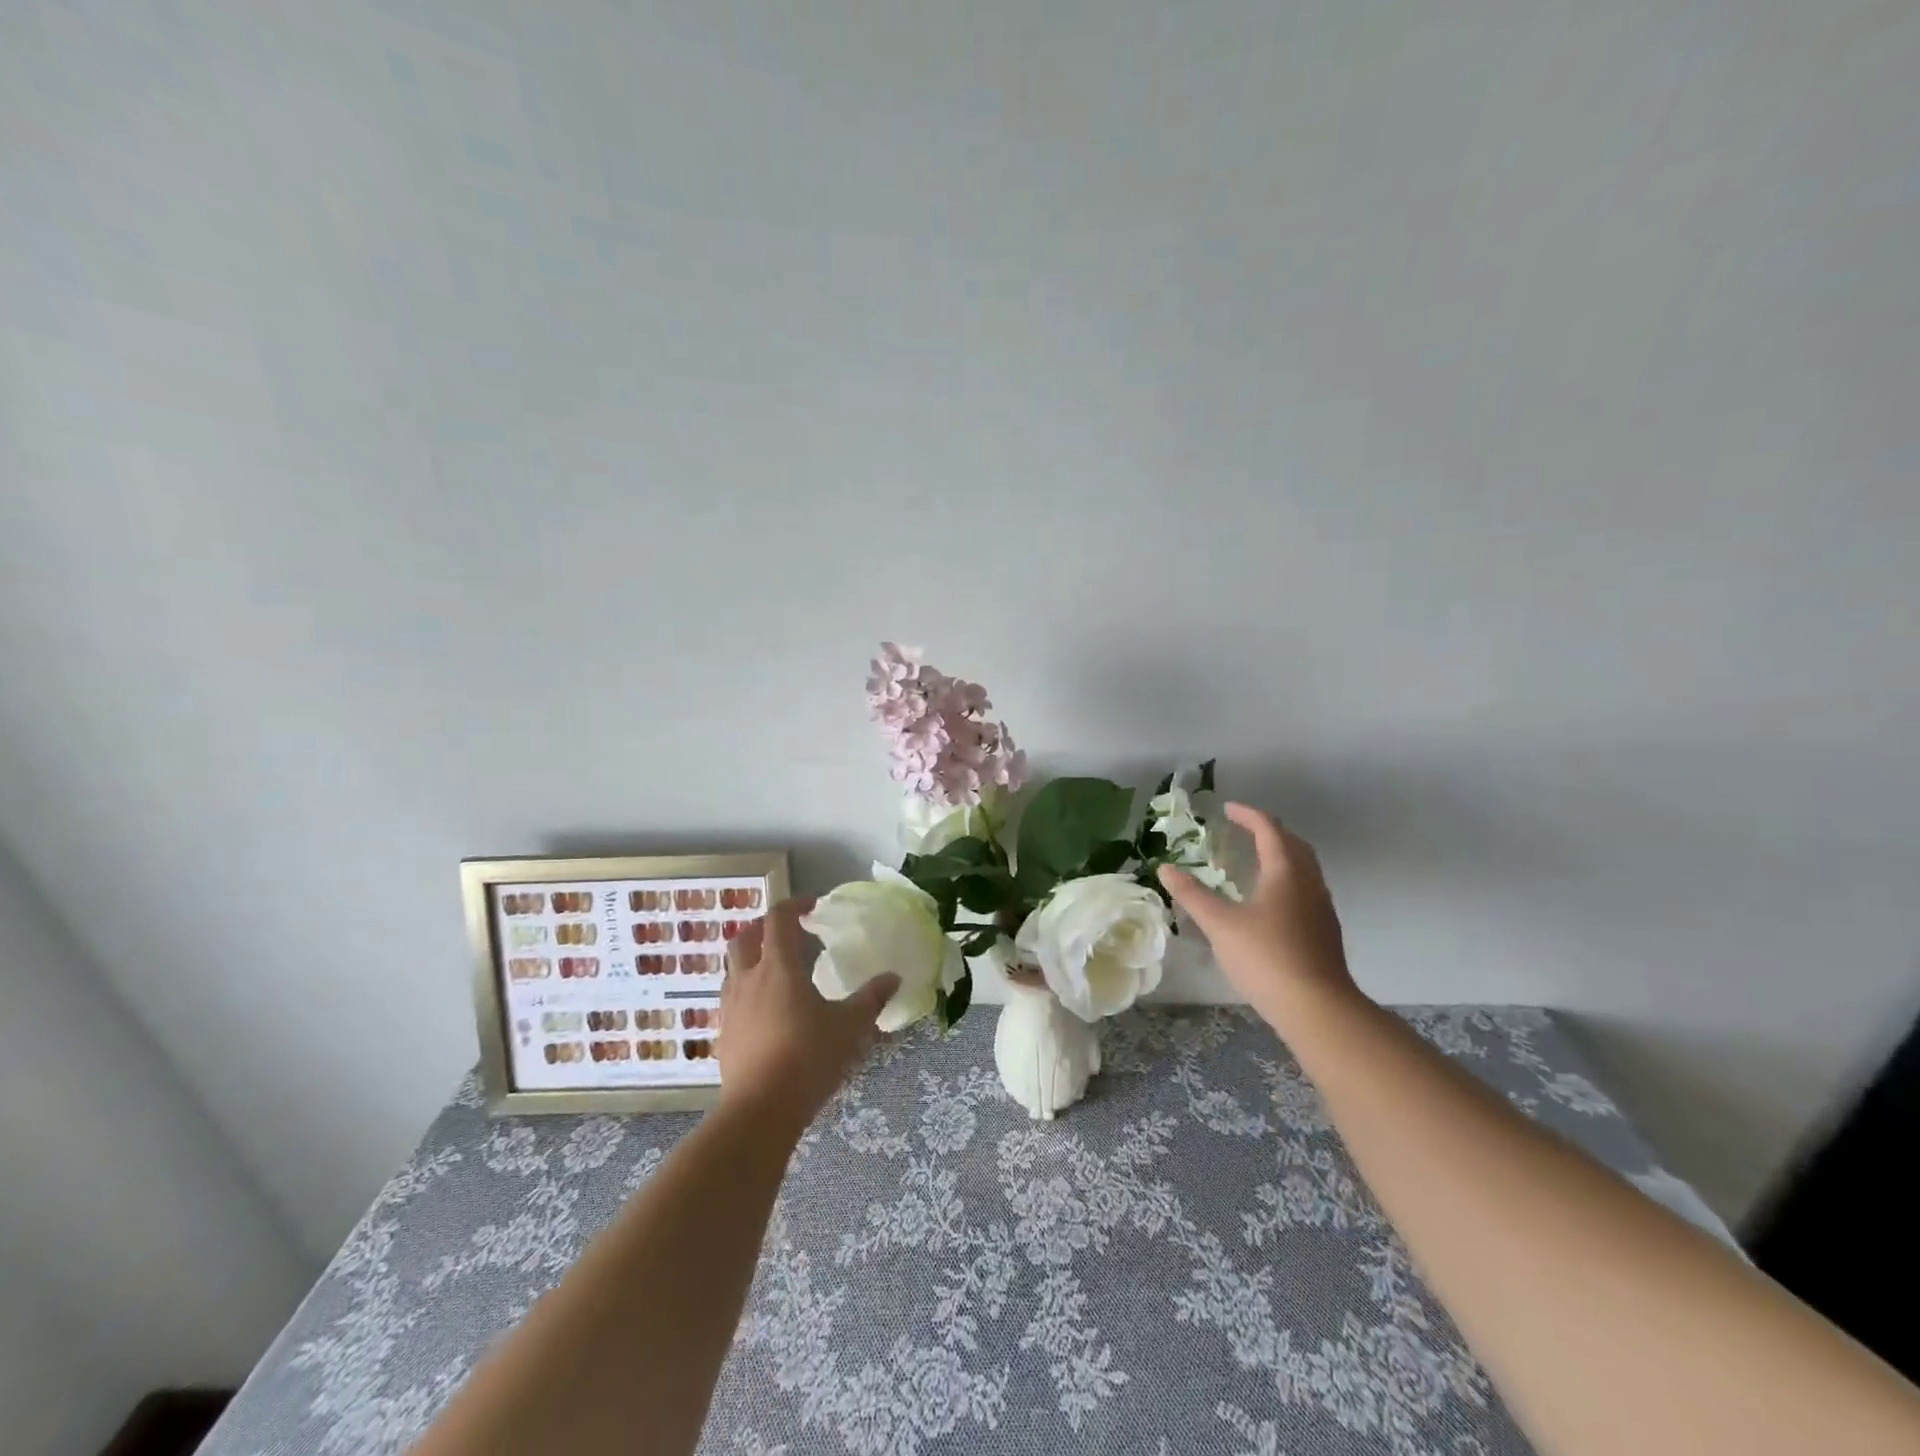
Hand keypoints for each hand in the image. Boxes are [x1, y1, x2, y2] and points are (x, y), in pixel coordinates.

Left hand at [716, 897, 898, 1136]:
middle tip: (788, 932)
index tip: (813, 906)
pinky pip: (731, 997)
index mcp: (778, 967)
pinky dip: (747, 989)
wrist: (760, 1111)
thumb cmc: (807, 1058)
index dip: (794, 905)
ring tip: (776, 969)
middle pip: (744, 937)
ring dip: (751, 957)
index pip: (778, 919)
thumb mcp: (849, 1027)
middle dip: (763, 927)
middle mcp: (748, 979)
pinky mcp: (723, 1033)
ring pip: (733, 967)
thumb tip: (893, 977)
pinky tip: (766, 1009)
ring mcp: (731, 1007)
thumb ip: (871, 998)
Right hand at [1158, 803, 1359, 1029]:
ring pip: (1303, 868)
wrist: (1317, 1008)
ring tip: (1253, 861)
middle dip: (1268, 832)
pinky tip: (1269, 901)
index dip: (1248, 815)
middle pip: (1293, 844)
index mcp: (1286, 872)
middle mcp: (1309, 883)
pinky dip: (1286, 880)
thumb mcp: (1219, 924)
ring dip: (1280, 855)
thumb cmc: (1266, 957)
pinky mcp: (1324, 931)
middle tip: (1242, 830)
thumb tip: (1165, 868)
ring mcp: (1321, 908)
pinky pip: (1305, 889)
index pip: (1269, 830)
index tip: (1227, 809)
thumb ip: (1192, 894)